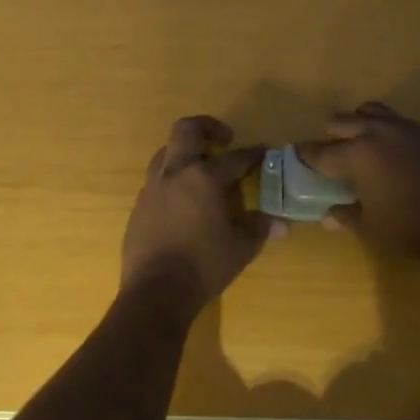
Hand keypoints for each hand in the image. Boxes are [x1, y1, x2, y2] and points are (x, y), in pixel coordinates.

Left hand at [121, 116, 276, 312]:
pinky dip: (172, 181)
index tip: (263, 151)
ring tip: (201, 169)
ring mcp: (152, 188)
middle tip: (224, 139)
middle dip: (207, 127)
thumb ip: (260, 228)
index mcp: (204, 177)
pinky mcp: (139, 207)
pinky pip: (156, 181)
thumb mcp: (242, 247)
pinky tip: (183, 202)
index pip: (234, 157)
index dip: (252, 153)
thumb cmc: (204, 266)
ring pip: (165, 152)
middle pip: (186, 130)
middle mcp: (175, 173)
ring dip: (185, 152)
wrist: (155, 292)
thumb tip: (280, 222)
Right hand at [297, 102, 419, 263]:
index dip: (307, 156)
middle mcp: (377, 132)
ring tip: (365, 144)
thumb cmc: (411, 228)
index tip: (301, 158)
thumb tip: (329, 214)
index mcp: (356, 154)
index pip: (320, 151)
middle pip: (341, 120)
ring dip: (361, 124)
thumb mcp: (371, 228)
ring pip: (372, 111)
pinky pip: (402, 123)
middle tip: (335, 154)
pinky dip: (392, 134)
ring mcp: (407, 127)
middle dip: (332, 135)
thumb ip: (346, 216)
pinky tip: (400, 155)